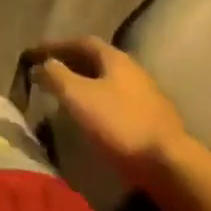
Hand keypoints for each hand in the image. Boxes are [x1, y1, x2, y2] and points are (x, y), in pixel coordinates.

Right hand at [30, 37, 189, 193]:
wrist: (173, 168)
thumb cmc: (121, 124)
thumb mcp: (78, 96)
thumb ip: (56, 75)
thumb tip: (41, 65)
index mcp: (115, 57)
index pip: (80, 41)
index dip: (57, 46)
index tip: (36, 55)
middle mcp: (133, 70)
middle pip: (97, 61)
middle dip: (72, 65)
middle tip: (50, 75)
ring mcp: (148, 97)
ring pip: (109, 83)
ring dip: (87, 86)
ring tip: (69, 99)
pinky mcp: (156, 123)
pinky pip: (120, 104)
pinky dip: (102, 105)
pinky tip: (94, 121)